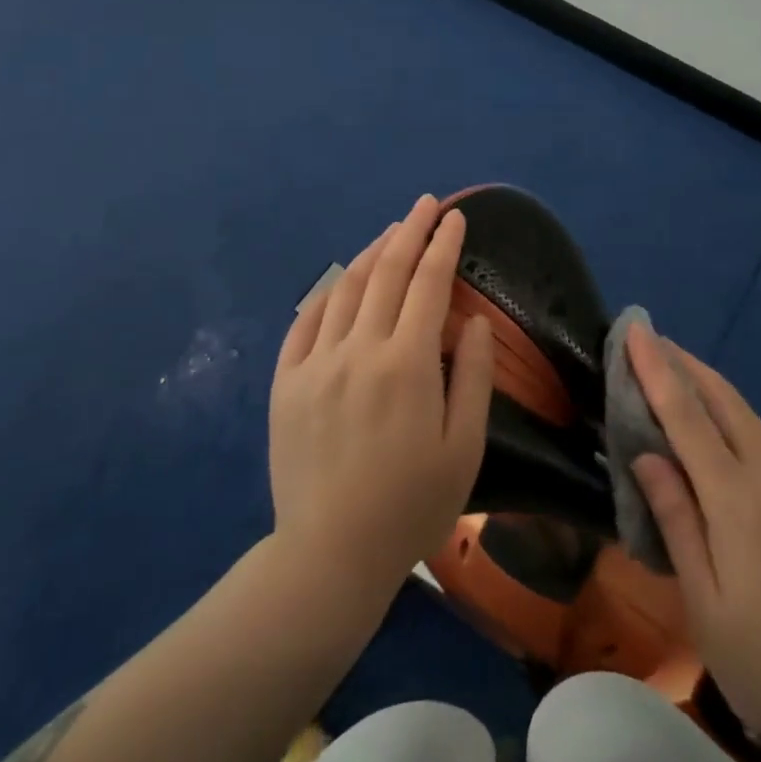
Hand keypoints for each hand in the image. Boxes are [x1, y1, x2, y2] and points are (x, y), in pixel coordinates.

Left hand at [268, 195, 494, 598]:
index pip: (430, 284)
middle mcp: (359, 350)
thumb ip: (473, 377)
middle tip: (426, 205)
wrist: (329, 556)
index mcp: (407, 365)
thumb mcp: (464, 448)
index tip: (455, 218)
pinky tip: (341, 281)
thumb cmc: (411, 506)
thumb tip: (474, 322)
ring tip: (391, 233)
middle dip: (411, 231)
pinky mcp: (286, 383)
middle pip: (388, 272)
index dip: (444, 245)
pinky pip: (306, 322)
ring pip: (346, 288)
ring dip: (372, 254)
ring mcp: (316, 363)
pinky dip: (328, 293)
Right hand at [628, 323, 760, 760]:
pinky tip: (722, 431)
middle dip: (686, 364)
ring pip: (751, 419)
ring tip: (679, 372)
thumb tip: (647, 454)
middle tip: (652, 340)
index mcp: (739, 501)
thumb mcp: (704, 603)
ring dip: (711, 387)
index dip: (658, 371)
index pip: (688, 417)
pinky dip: (736, 420)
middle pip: (726, 402)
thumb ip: (675, 520)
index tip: (637, 331)